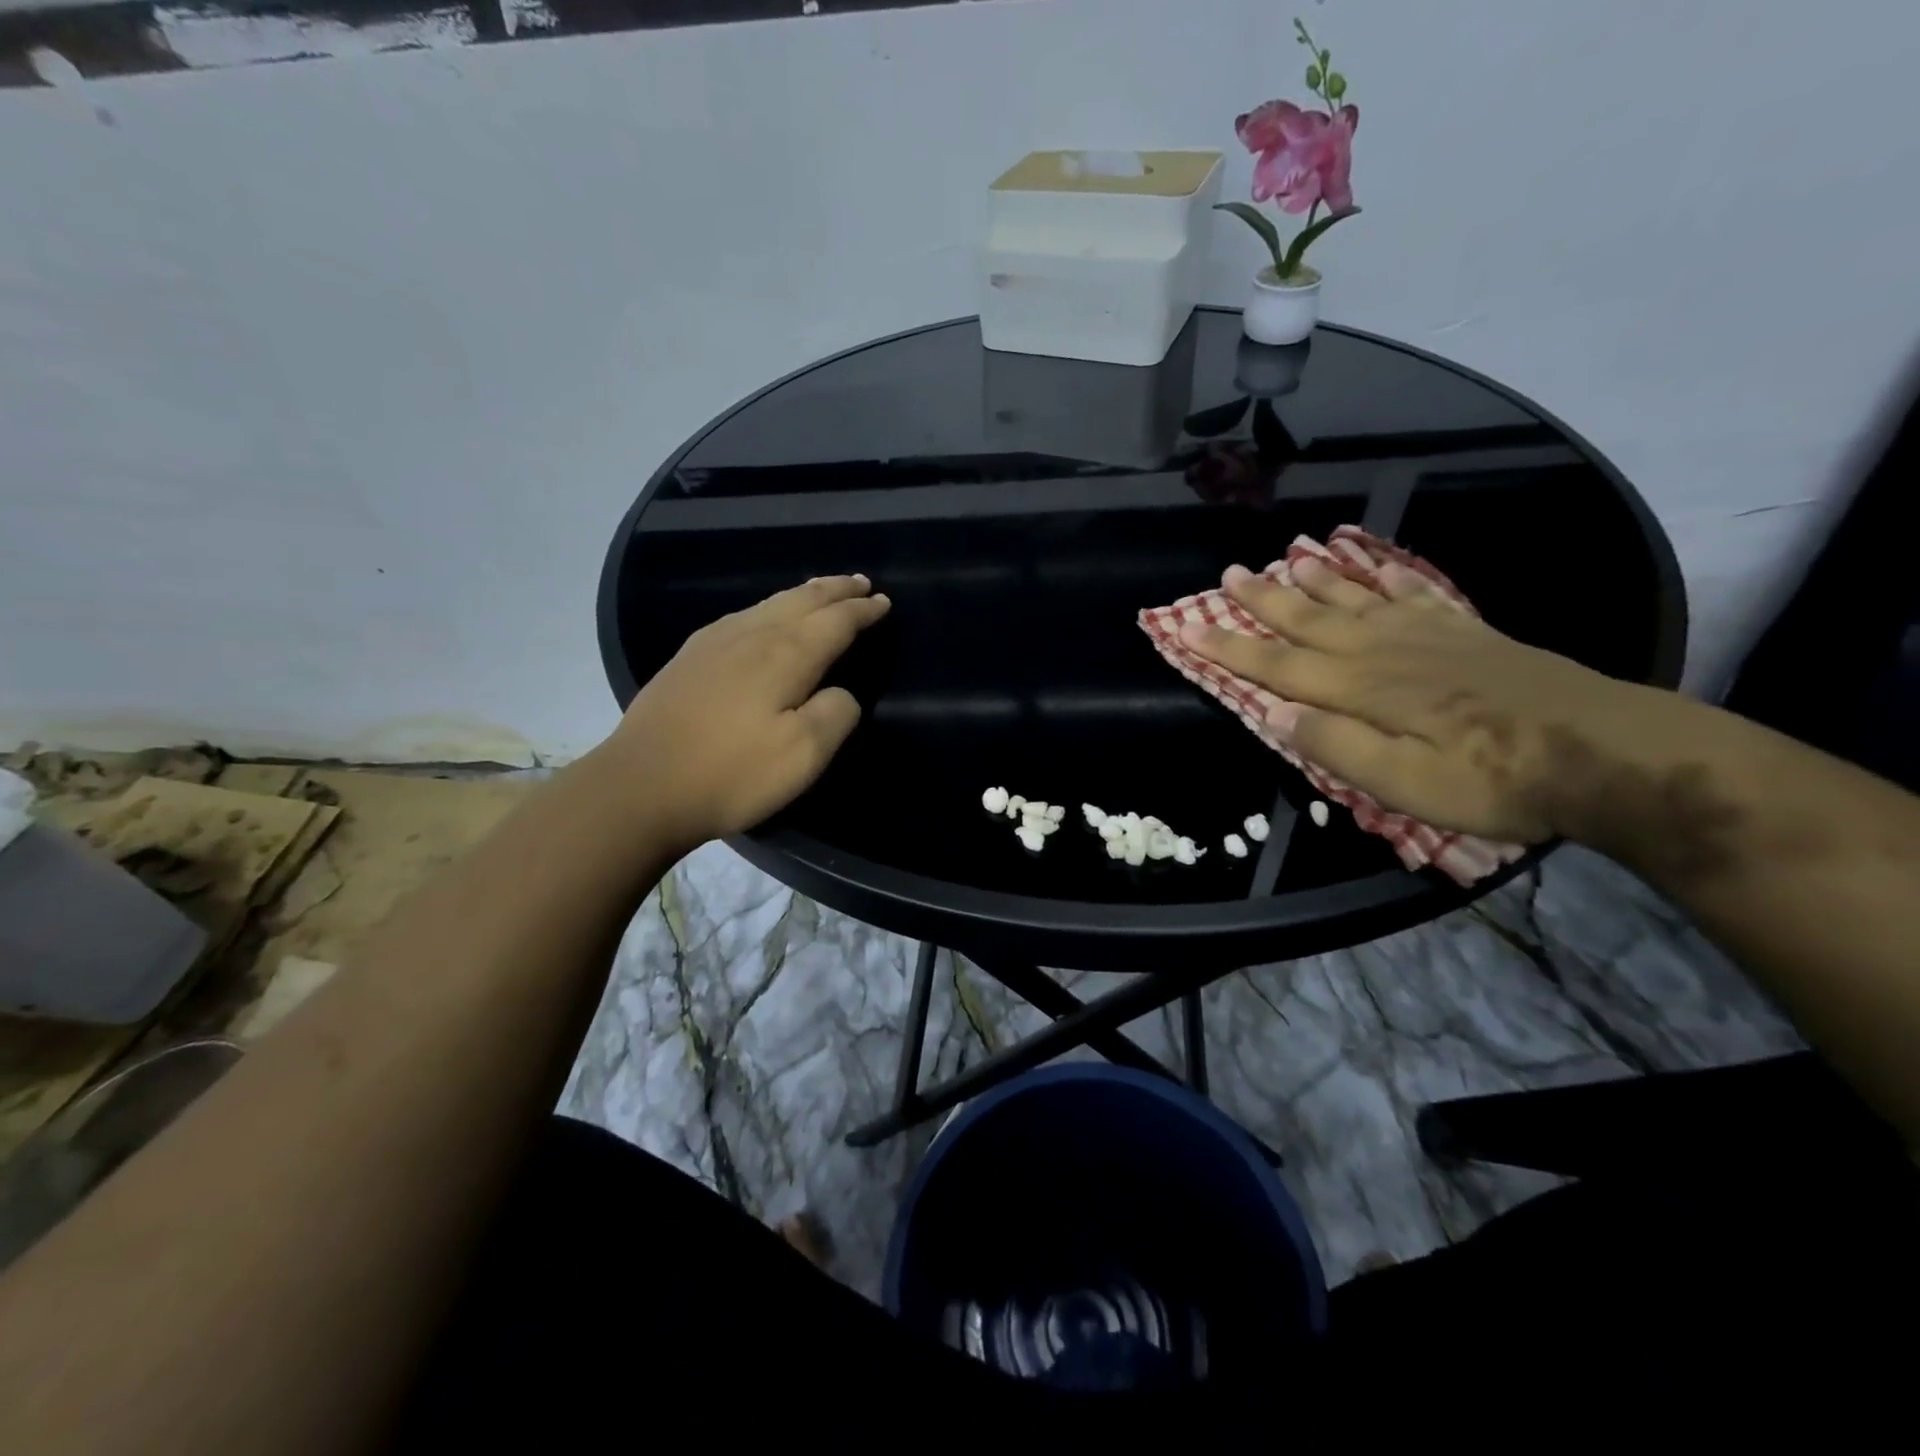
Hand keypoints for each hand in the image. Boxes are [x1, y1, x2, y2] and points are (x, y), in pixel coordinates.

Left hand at [608, 575, 889, 851]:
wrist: (640, 786)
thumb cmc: (731, 773)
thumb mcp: (802, 755)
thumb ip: (835, 714)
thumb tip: (841, 692)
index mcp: (785, 655)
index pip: (835, 621)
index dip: (862, 611)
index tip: (884, 602)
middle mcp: (751, 635)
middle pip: (802, 600)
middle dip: (836, 590)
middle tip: (861, 582)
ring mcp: (714, 642)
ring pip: (770, 603)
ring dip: (804, 594)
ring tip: (823, 589)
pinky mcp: (689, 658)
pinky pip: (743, 615)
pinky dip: (770, 607)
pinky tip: (763, 616)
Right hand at [1179, 556, 1659, 843]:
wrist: (1602, 751)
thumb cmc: (1491, 779)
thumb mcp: (1402, 783)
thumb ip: (1334, 746)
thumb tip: (1271, 714)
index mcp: (1359, 690)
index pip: (1276, 665)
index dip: (1229, 648)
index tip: (1187, 628)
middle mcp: (1381, 652)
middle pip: (1309, 620)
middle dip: (1263, 600)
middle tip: (1229, 573)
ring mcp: (1426, 636)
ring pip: (1355, 599)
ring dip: (1316, 580)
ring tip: (1287, 556)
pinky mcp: (1465, 633)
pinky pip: (1415, 593)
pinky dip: (1388, 576)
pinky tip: (1376, 563)